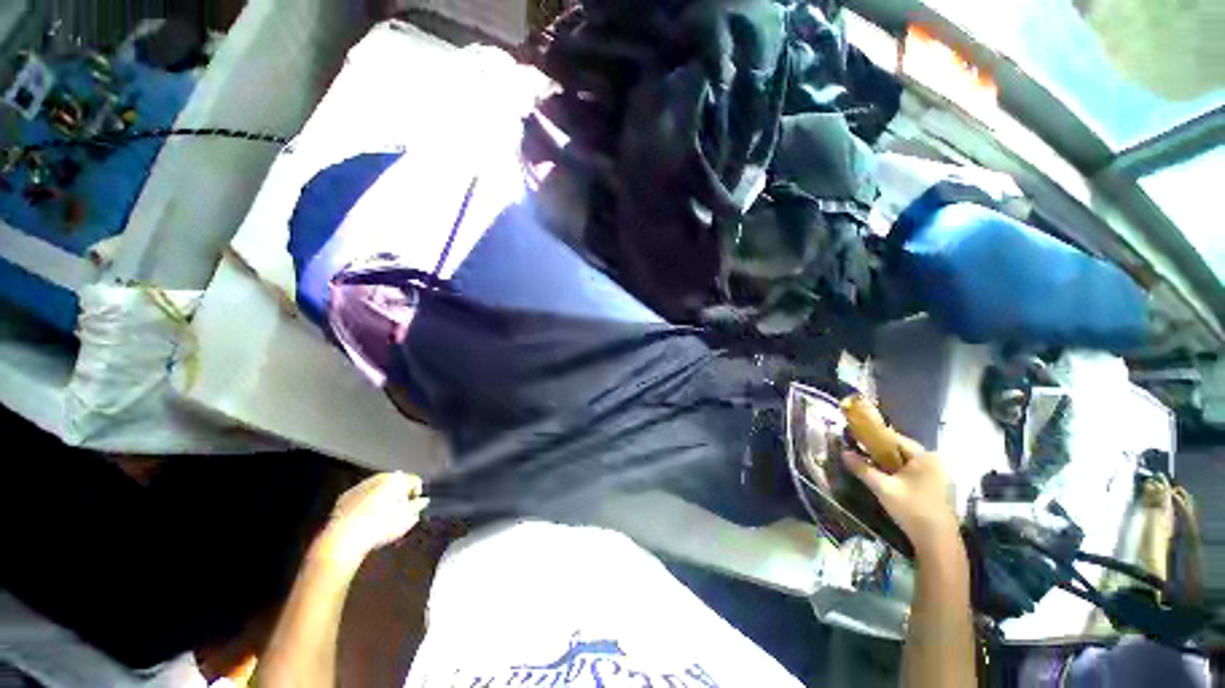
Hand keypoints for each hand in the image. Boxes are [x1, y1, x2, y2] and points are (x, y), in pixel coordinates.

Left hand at [319, 472, 428, 566]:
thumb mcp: (405, 520)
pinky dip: (367, 502)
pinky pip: (362, 495)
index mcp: (396, 480)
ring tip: (383, 514)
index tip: (415, 503)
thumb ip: (416, 507)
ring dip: (383, 497)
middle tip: (400, 509)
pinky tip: (366, 517)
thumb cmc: (380, 527)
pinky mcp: (345, 497)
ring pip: (377, 487)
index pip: (412, 480)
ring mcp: (360, 486)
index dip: (416, 491)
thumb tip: (423, 501)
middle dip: (398, 493)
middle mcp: (379, 478)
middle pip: (394, 482)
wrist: (344, 539)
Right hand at [841, 436, 960, 556]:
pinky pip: (911, 470)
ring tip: (868, 465)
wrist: (937, 541)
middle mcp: (933, 460)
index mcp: (924, 456)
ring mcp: (937, 473)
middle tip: (858, 453)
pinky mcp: (935, 485)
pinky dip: (897, 471)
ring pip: (904, 460)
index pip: (894, 438)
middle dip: (879, 451)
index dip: (873, 437)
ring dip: (887, 462)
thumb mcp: (882, 488)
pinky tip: (885, 478)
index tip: (855, 438)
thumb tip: (844, 452)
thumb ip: (862, 468)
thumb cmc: (911, 509)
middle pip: (900, 449)